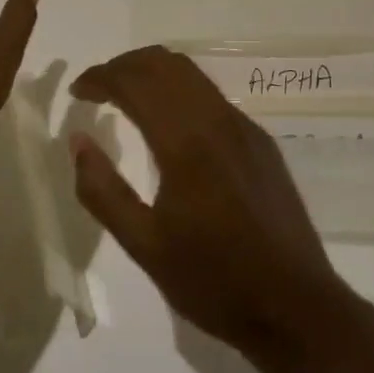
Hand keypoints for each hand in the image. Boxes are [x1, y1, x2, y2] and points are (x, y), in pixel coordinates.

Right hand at [70, 47, 353, 365]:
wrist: (296, 308)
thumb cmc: (214, 280)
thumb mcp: (145, 246)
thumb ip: (103, 191)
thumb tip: (79, 141)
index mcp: (186, 143)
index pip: (135, 83)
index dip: (100, 77)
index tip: (77, 92)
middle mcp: (217, 120)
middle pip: (164, 64)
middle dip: (124, 66)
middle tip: (96, 89)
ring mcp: (244, 127)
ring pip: (191, 74)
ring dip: (153, 73)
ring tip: (126, 97)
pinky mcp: (261, 142)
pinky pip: (212, 96)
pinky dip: (179, 90)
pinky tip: (170, 123)